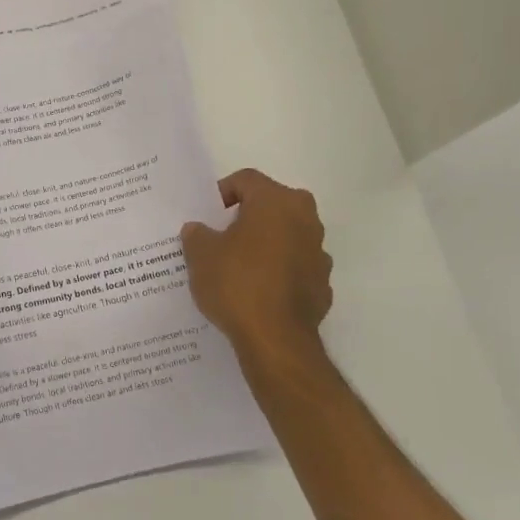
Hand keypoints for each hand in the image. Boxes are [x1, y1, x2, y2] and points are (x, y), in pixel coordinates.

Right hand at [181, 168, 332, 360]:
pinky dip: (277, 271)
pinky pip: (294, 266)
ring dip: (264, 244)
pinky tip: (256, 292)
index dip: (222, 192)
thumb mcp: (200, 255)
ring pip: (285, 235)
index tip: (207, 215)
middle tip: (221, 236)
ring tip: (237, 266)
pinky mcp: (322, 283)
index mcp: (276, 201)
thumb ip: (197, 235)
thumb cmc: (237, 284)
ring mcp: (318, 251)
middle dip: (246, 217)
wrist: (276, 339)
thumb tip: (198, 230)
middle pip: (271, 205)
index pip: (246, 179)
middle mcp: (305, 218)